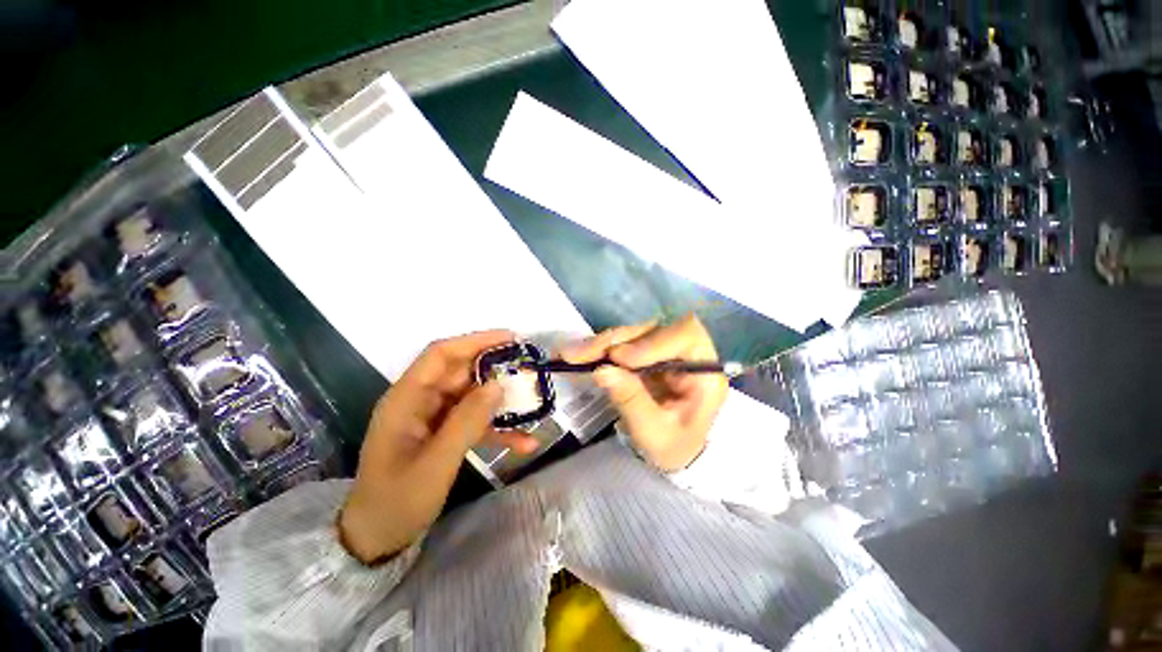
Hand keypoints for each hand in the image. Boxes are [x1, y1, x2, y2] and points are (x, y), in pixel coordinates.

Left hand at [338, 331, 538, 563]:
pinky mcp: (445, 434)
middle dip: (496, 370)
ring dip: (501, 401)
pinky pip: (475, 421)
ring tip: (533, 403)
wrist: (378, 540)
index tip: (510, 338)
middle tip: (529, 369)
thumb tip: (498, 385)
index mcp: (407, 399)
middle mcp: (420, 401)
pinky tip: (524, 442)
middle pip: (462, 373)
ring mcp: (434, 418)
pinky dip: (498, 429)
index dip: (475, 341)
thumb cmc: (397, 502)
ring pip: (473, 397)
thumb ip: (466, 422)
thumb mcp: (435, 464)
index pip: (441, 354)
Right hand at [561, 315, 727, 471]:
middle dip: (615, 341)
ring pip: (633, 334)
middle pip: (653, 330)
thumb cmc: (673, 447)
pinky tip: (579, 354)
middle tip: (581, 354)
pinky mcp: (646, 352)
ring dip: (602, 343)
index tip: (620, 359)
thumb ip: (632, 402)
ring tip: (572, 355)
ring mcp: (664, 350)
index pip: (686, 337)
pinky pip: (622, 343)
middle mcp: (686, 353)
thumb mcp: (654, 433)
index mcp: (704, 372)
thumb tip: (602, 371)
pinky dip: (600, 348)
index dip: (652, 342)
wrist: (672, 450)